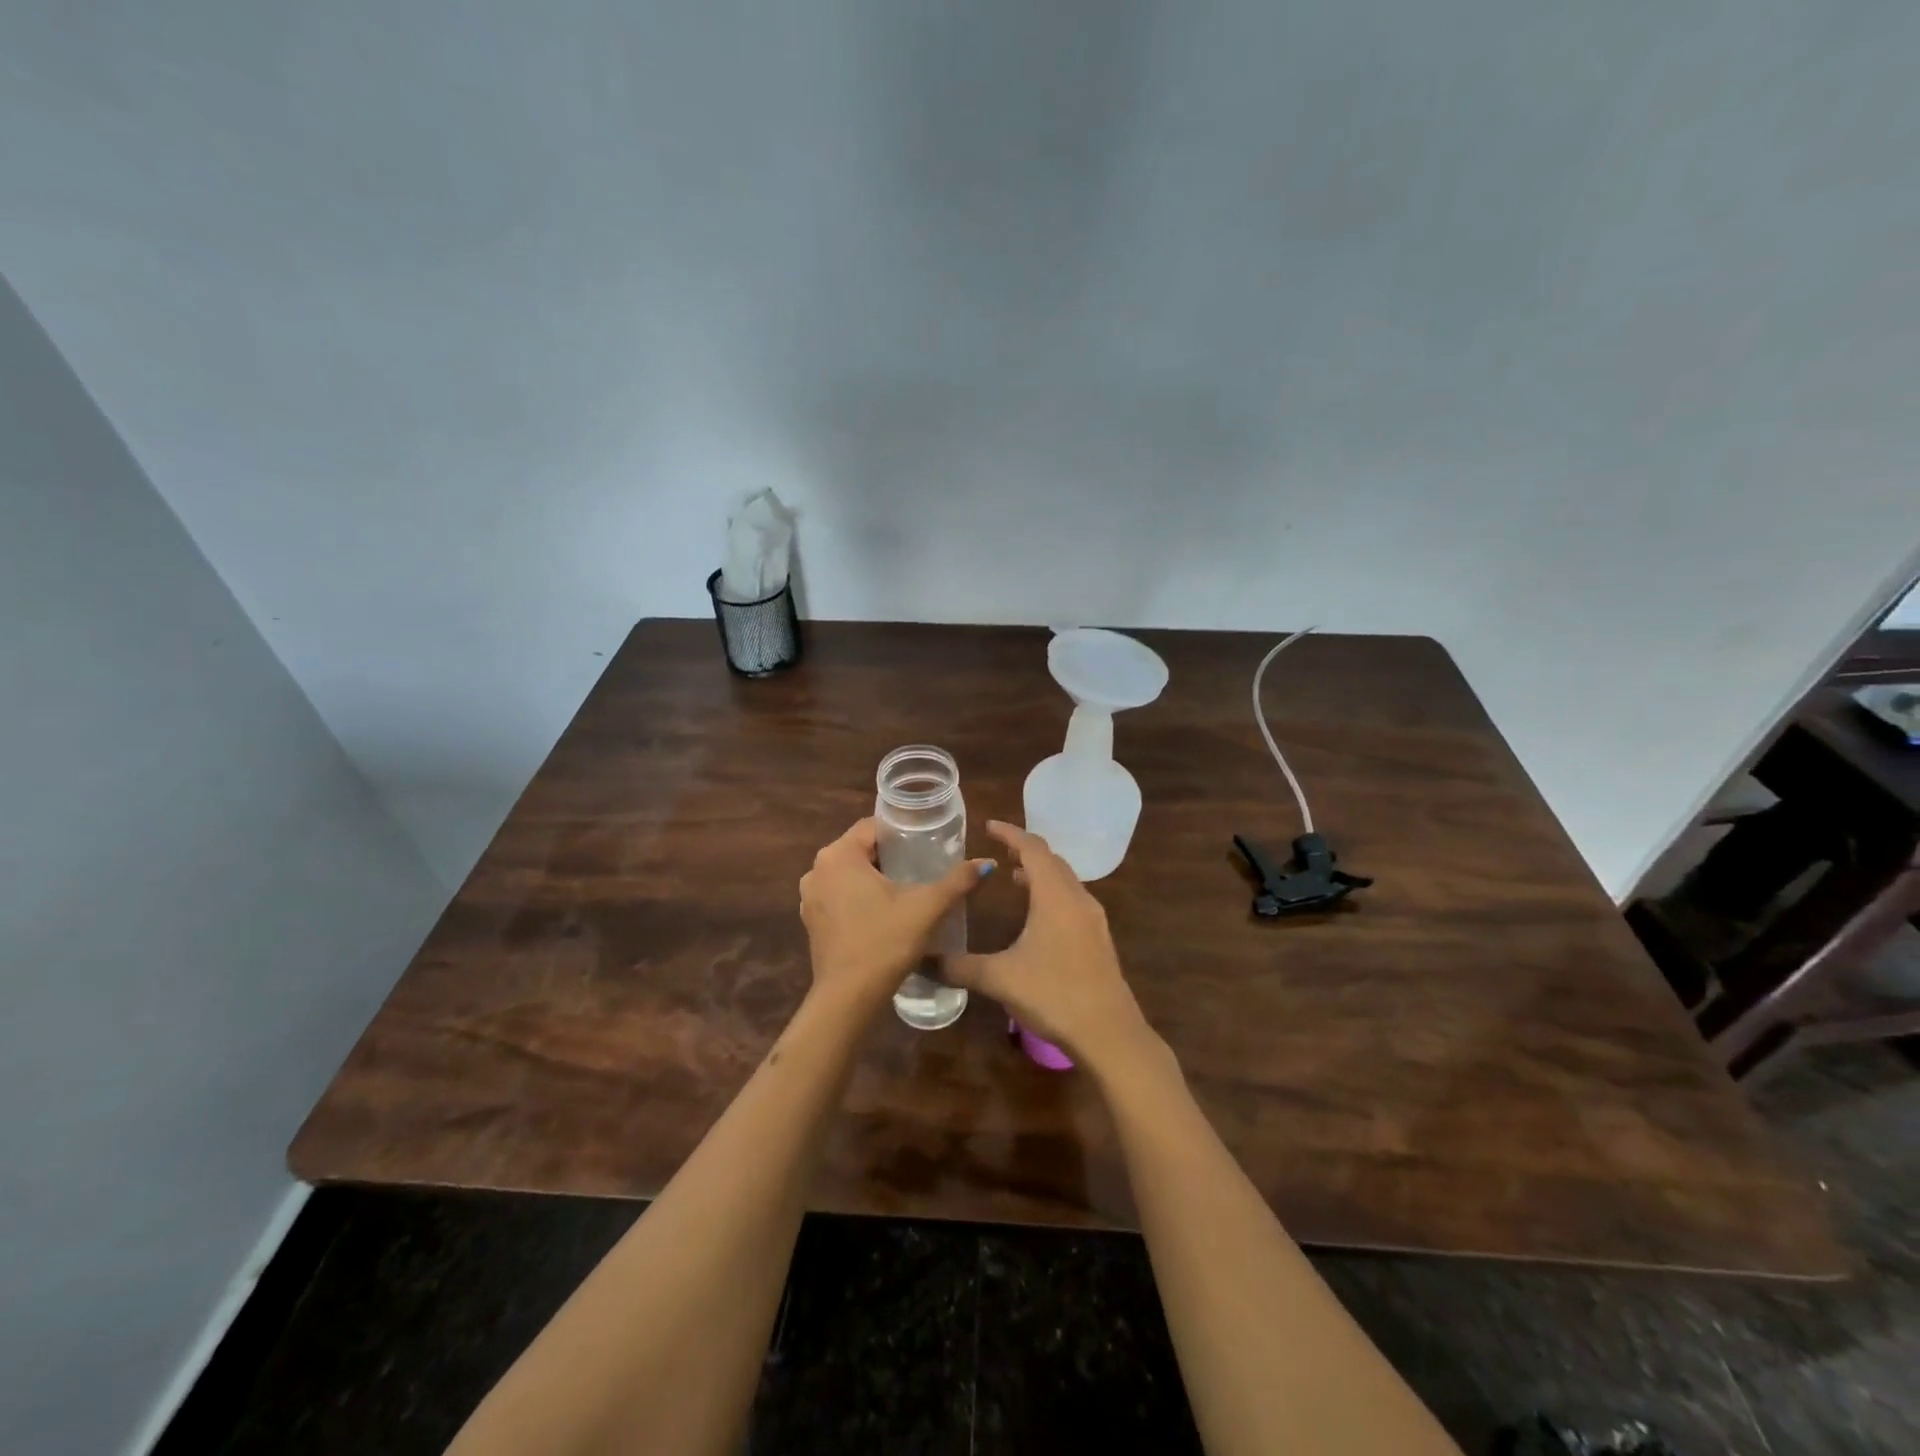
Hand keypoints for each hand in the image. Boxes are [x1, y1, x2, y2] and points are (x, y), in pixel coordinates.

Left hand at [798, 818, 993, 1013]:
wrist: (849, 998)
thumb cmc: (885, 942)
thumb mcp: (927, 907)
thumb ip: (958, 881)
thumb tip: (988, 863)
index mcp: (839, 855)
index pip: (872, 826)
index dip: (901, 831)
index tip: (926, 841)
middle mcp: (817, 869)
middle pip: (860, 849)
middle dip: (890, 854)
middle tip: (923, 864)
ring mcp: (810, 897)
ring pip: (849, 873)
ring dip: (874, 877)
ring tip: (907, 887)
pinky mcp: (812, 921)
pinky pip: (839, 895)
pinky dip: (859, 897)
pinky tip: (884, 912)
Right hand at [945, 822, 1155, 1070]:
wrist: (1109, 1033)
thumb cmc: (1053, 994)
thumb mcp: (1000, 978)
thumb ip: (959, 966)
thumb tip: (921, 960)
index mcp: (1055, 896)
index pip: (1032, 849)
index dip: (1010, 834)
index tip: (988, 825)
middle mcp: (1077, 899)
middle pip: (1052, 861)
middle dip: (1025, 851)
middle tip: (998, 850)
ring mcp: (1092, 919)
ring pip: (1065, 881)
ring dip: (1040, 873)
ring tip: (1014, 877)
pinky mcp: (1098, 939)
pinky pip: (1072, 900)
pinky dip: (1051, 894)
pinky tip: (1037, 916)